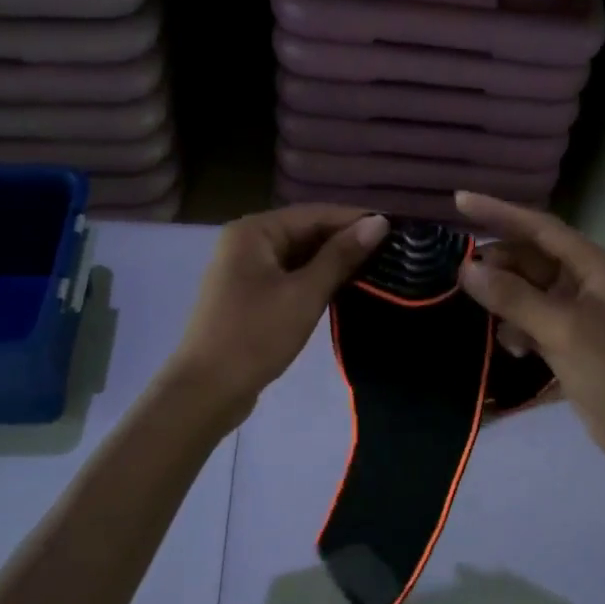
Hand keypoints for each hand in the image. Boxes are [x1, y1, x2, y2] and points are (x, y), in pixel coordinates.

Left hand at [169, 204, 387, 418]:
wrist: (207, 390)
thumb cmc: (256, 336)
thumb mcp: (304, 294)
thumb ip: (341, 256)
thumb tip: (379, 222)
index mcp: (254, 231)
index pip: (314, 214)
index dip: (355, 219)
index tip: (397, 230)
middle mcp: (246, 242)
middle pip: (305, 232)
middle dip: (345, 241)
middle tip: (393, 252)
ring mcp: (244, 270)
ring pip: (298, 256)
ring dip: (332, 262)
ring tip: (377, 269)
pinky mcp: (248, 296)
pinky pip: (288, 277)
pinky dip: (314, 280)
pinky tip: (344, 289)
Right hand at [454, 192, 604, 490]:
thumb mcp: (562, 329)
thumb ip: (513, 297)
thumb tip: (467, 269)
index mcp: (594, 267)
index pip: (540, 227)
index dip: (499, 212)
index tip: (458, 201)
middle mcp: (586, 284)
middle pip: (531, 260)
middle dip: (497, 264)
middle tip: (457, 273)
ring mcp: (578, 316)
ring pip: (528, 293)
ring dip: (503, 299)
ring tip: (473, 309)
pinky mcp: (570, 345)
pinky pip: (532, 323)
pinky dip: (516, 329)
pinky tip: (509, 347)